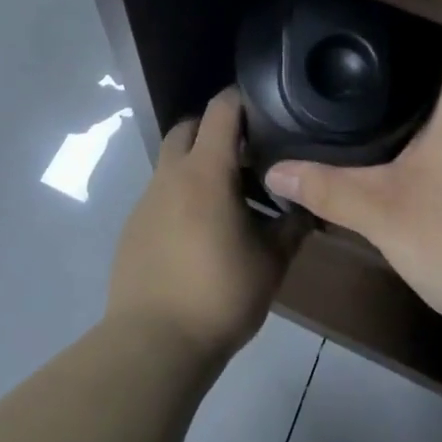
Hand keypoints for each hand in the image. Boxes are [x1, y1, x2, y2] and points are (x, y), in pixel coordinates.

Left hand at [107, 88, 302, 360]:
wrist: (154, 343)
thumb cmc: (220, 294)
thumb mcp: (271, 262)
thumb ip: (292, 226)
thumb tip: (308, 205)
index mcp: (206, 171)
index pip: (221, 109)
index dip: (243, 99)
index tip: (267, 106)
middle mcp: (171, 175)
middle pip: (189, 127)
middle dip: (216, 130)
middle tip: (248, 153)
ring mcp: (147, 200)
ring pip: (173, 162)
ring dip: (199, 166)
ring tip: (230, 199)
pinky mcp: (133, 227)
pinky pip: (161, 194)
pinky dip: (182, 196)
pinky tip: (201, 232)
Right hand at [264, 49, 441, 336]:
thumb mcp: (381, 213)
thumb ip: (326, 188)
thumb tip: (274, 172)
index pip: (436, 48)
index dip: (400, 34)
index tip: (360, 32)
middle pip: (438, 83)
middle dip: (394, 77)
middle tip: (346, 72)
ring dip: (410, 115)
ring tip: (360, 108)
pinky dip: (423, 146)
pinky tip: (395, 160)